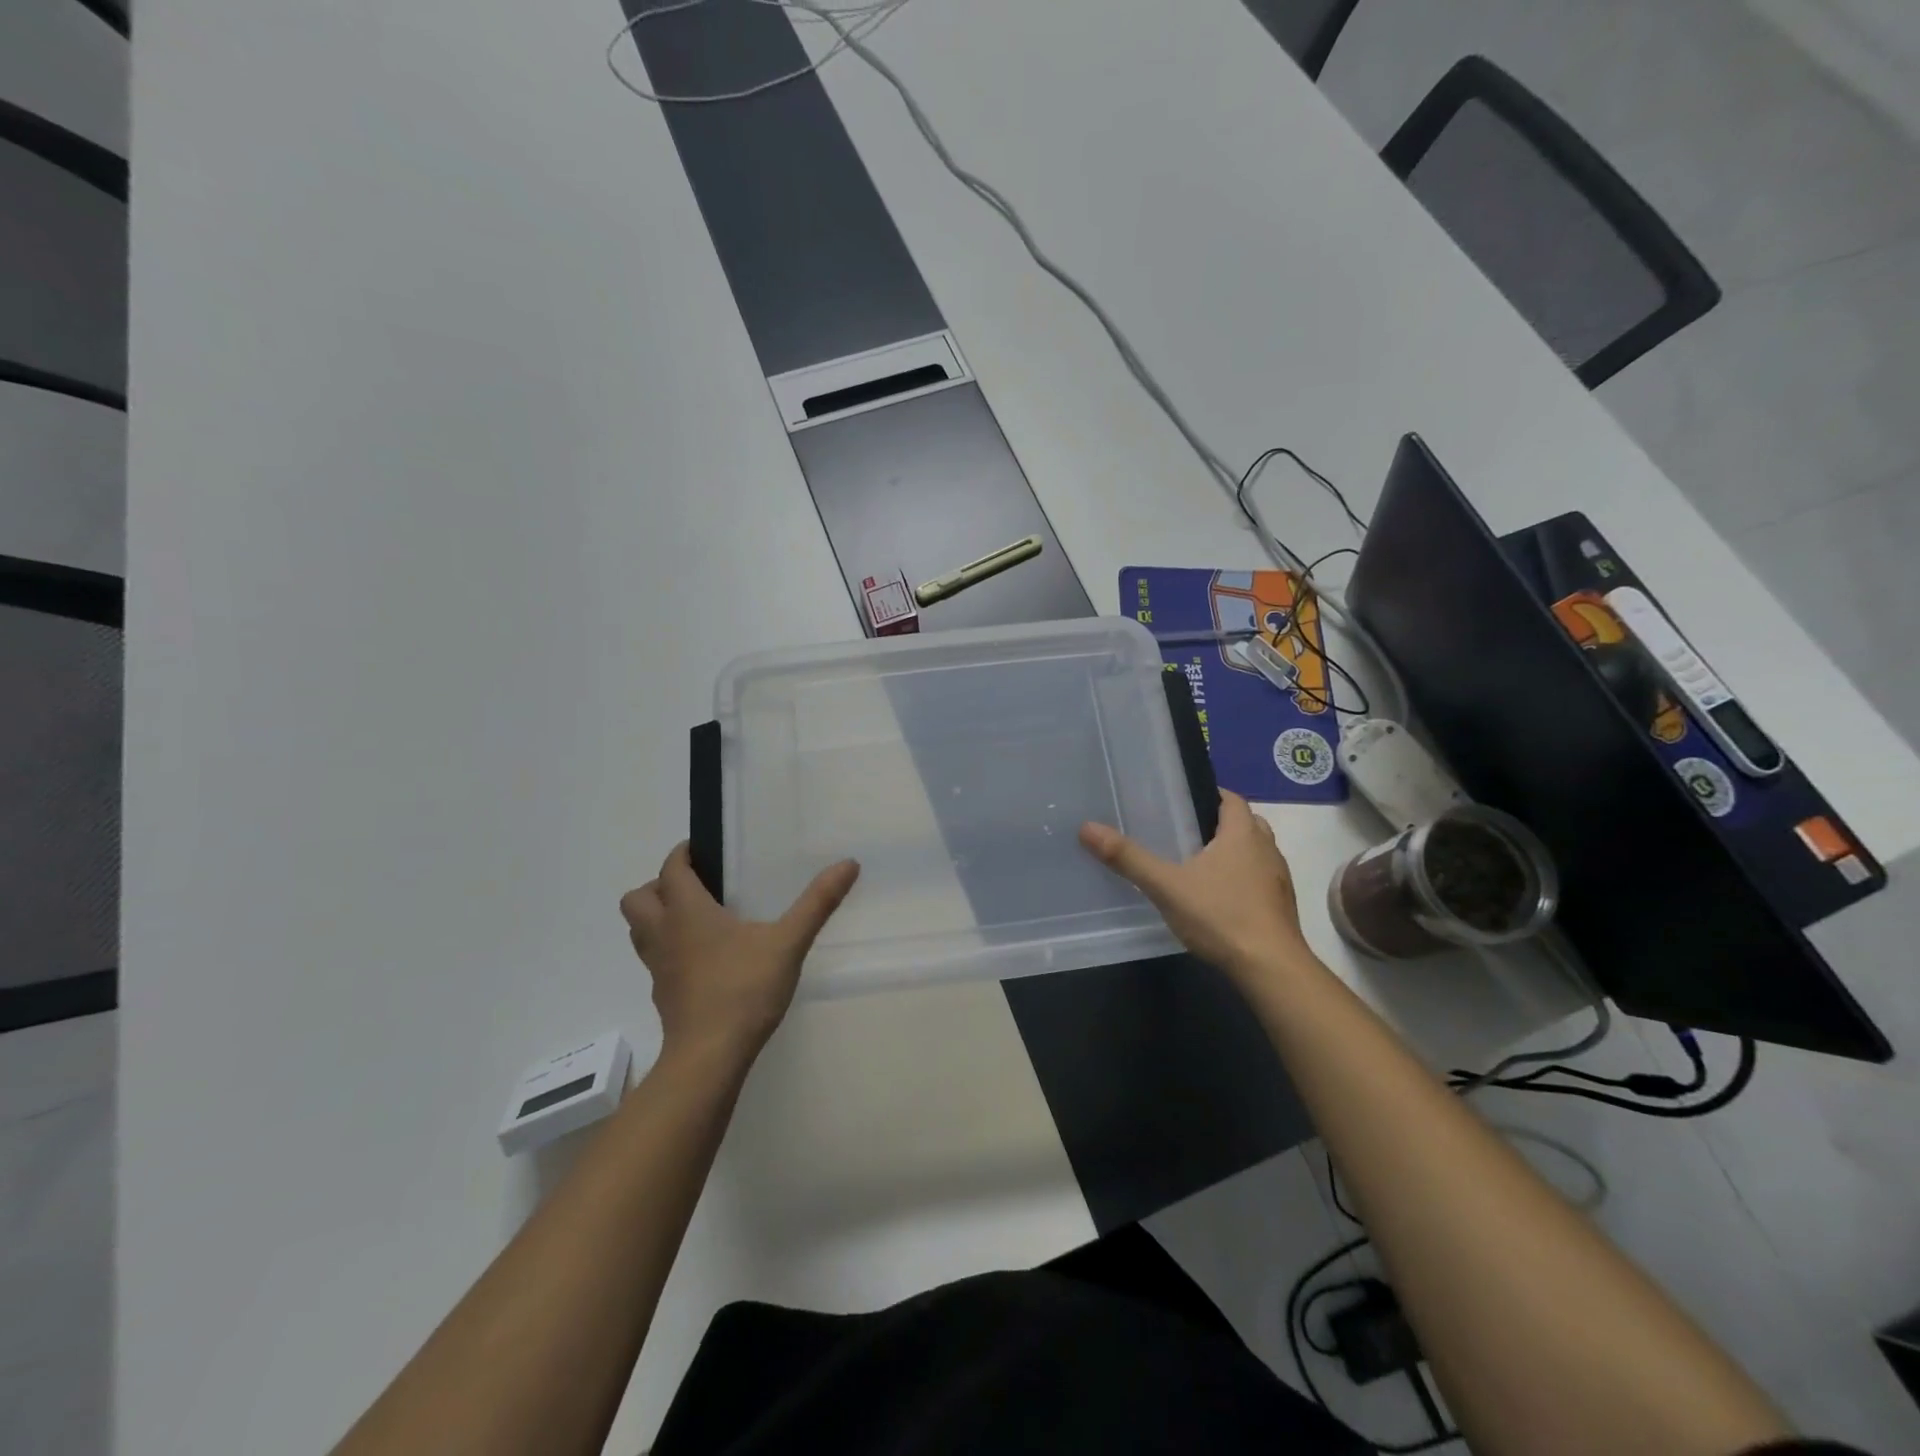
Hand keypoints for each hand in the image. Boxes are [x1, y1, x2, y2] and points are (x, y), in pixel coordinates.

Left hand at [620, 844, 859, 1062]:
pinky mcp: (664, 995)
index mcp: (687, 912)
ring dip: (657, 917)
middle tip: (697, 886)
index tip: (703, 849)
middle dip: (659, 886)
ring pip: (640, 931)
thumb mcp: (788, 942)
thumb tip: (848, 864)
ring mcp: (659, 968)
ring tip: (697, 918)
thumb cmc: (743, 990)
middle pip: (637, 899)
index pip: (671, 869)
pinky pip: (656, 960)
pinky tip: (705, 959)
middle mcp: (664, 934)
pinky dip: (670, 949)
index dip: (682, 854)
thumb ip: (818, 903)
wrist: (709, 1057)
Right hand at [1080, 790, 1315, 988]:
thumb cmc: (1221, 916)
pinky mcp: (1282, 906)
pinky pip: (1260, 879)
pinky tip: (1219, 897)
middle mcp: (1266, 849)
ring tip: (1198, 863)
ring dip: (1234, 852)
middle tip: (1185, 832)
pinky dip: (1242, 879)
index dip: (1211, 795)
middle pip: (1246, 823)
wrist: (1271, 969)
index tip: (1183, 801)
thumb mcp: (1166, 886)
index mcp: (1243, 834)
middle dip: (1219, 823)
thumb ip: (1128, 858)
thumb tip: (1087, 828)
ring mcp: (1278, 879)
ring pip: (1256, 852)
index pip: (1232, 799)